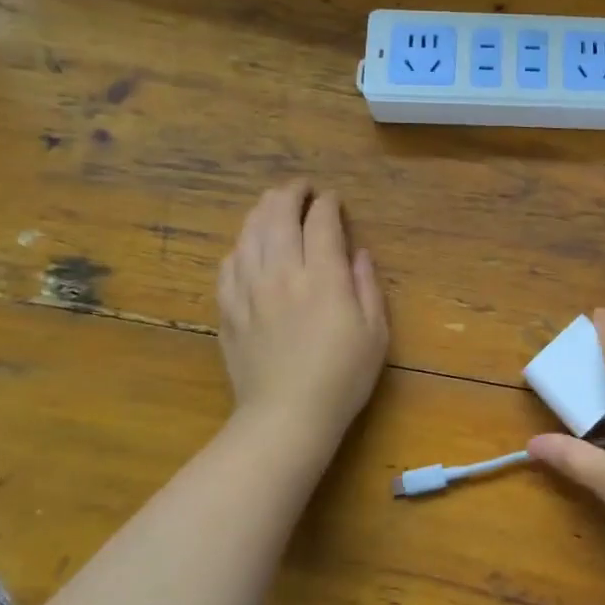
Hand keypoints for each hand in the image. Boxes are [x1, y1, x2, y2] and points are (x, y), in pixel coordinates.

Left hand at [217, 180, 388, 447]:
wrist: (286, 416)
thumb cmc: (342, 377)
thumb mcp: (375, 332)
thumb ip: (367, 286)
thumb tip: (358, 253)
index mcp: (324, 277)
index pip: (321, 222)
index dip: (327, 204)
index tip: (333, 199)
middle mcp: (283, 273)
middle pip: (279, 215)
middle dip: (291, 194)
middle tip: (301, 188)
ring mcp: (250, 289)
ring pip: (250, 233)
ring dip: (262, 211)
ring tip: (273, 204)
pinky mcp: (229, 309)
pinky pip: (229, 264)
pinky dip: (240, 246)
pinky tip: (248, 247)